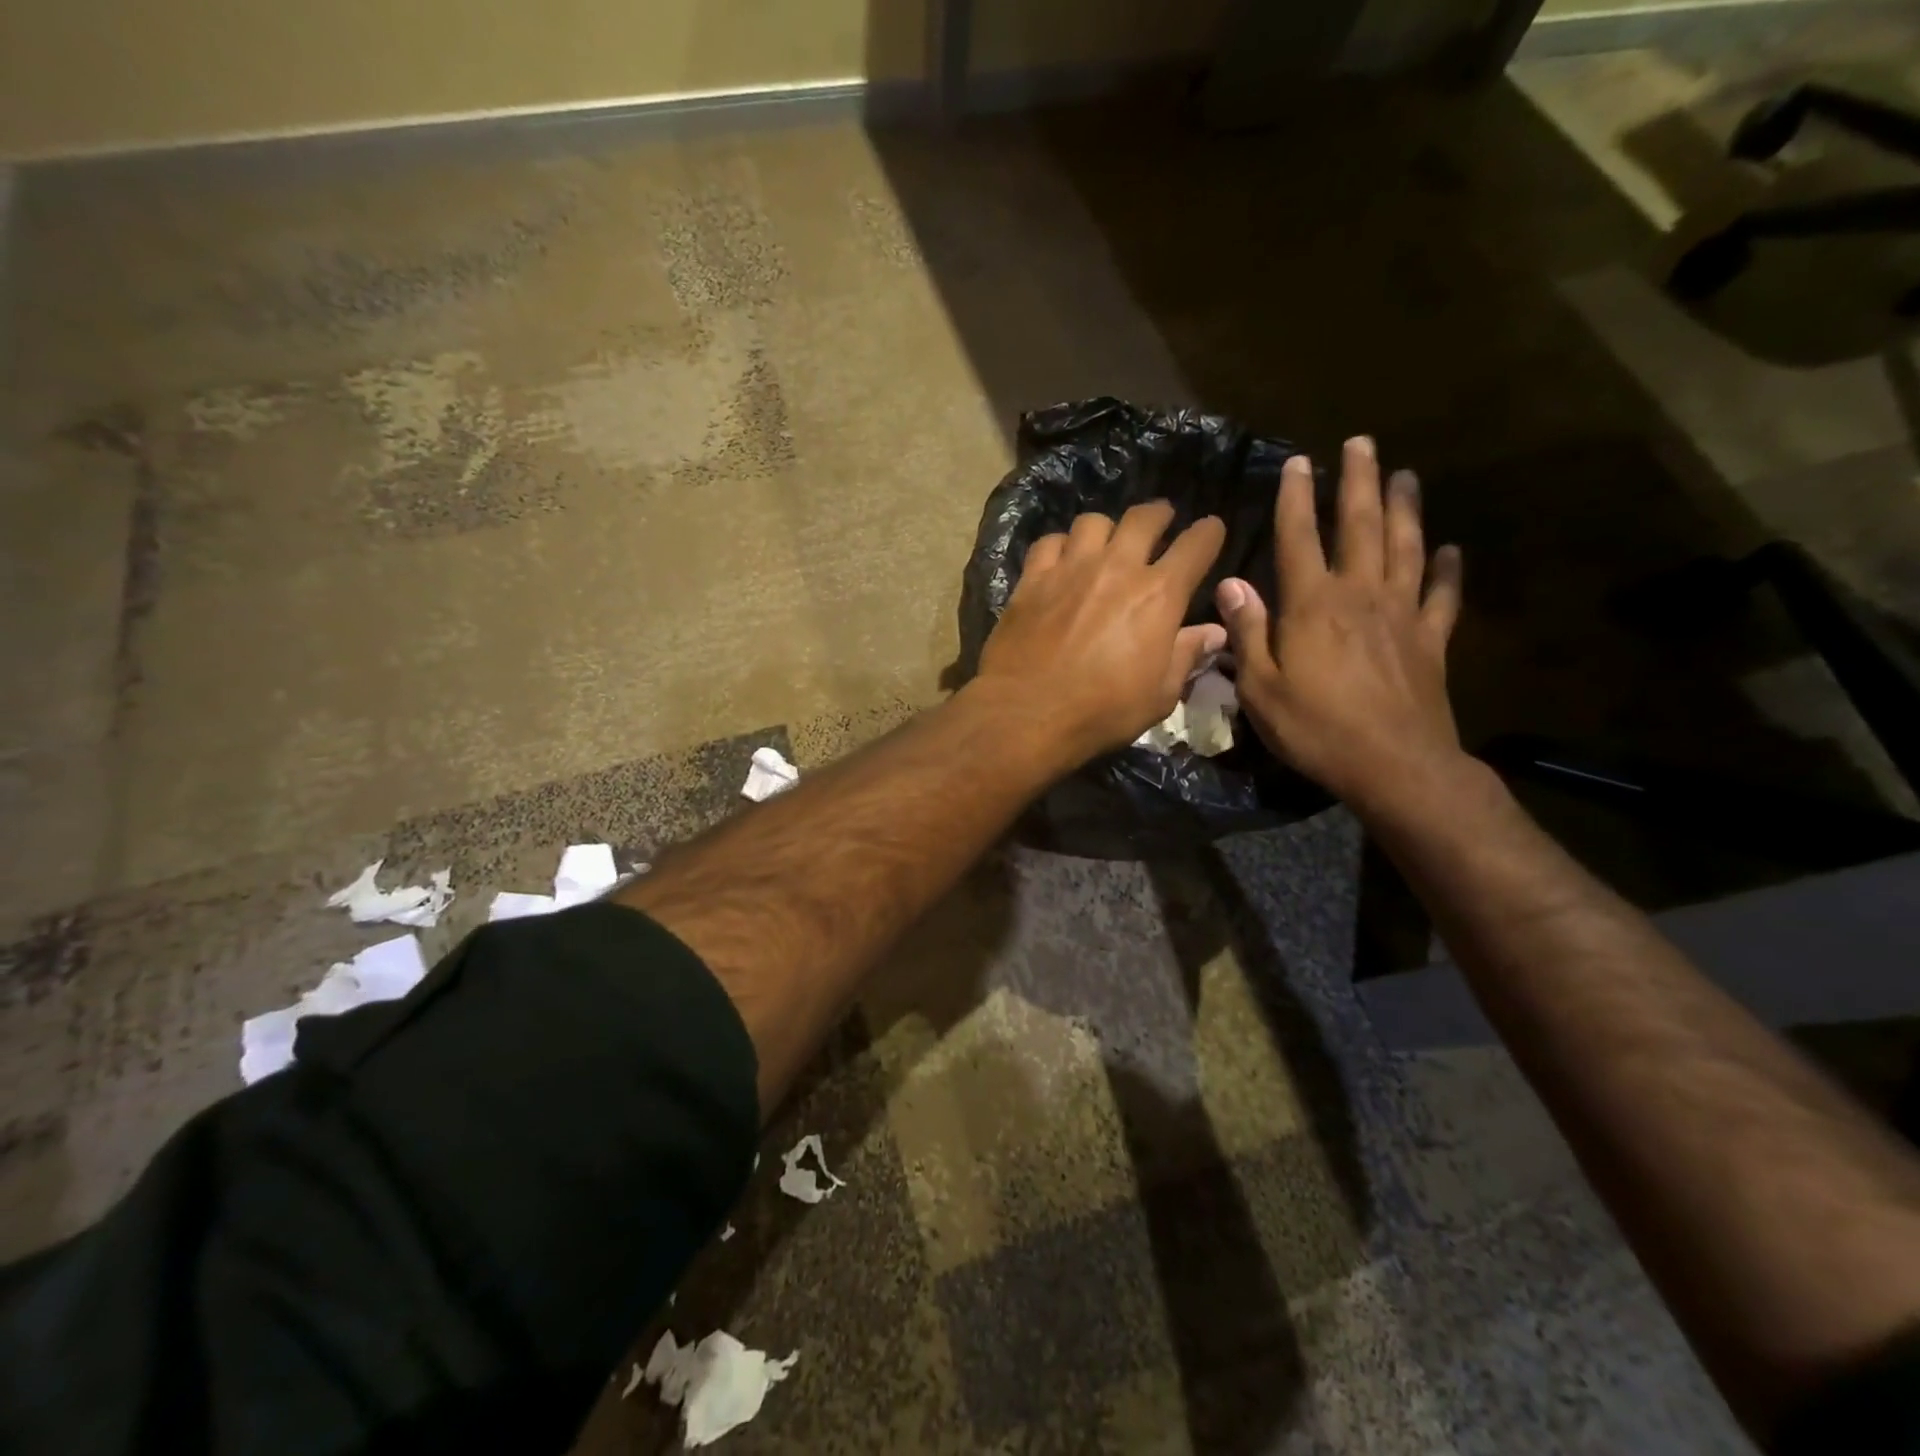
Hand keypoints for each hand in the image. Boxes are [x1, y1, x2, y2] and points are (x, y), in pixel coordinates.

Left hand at [974, 501, 1227, 765]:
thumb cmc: (1102, 711)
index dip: (1209, 533)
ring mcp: (1070, 568)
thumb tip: (1215, 632)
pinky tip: (1060, 560)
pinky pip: (1049, 542)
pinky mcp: (1032, 579)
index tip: (1211, 530)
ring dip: (1107, 529)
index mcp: (1159, 595)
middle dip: (1159, 514)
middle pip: (1144, 518)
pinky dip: (1060, 545)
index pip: (1196, 545)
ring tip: (1105, 543)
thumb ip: (1187, 656)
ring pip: (1094, 522)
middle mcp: (1117, 567)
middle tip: (1160, 522)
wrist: (1027, 713)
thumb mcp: (1159, 696)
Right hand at [1218, 438, 1465, 812]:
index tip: (1298, 462)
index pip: (1298, 538)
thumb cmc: (1316, 728)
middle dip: (1358, 482)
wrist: (1395, 765)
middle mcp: (1360, 595)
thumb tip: (1231, 584)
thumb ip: (1248, 632)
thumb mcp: (1260, 688)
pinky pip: (1442, 595)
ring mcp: (1402, 614)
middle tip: (1362, 443)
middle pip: (1360, 526)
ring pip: (1406, 547)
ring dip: (1404, 508)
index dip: (1295, 498)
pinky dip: (1448, 570)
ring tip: (1405, 474)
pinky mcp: (1431, 640)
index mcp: (1312, 605)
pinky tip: (1452, 549)